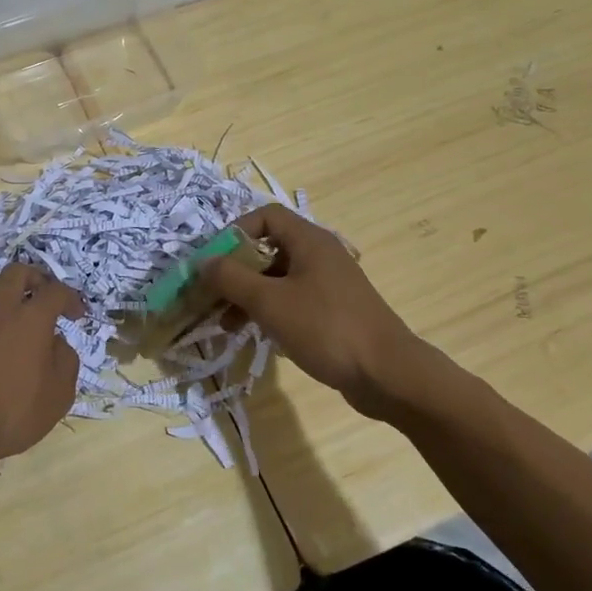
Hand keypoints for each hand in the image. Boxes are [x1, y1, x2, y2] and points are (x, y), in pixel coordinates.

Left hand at [0, 263, 83, 474]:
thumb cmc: (13, 415)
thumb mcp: (59, 395)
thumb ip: (66, 360)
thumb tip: (56, 342)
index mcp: (32, 319)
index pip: (56, 291)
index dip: (71, 298)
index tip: (76, 314)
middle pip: (16, 272)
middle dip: (34, 278)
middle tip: (40, 296)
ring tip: (4, 303)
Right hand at [200, 204, 444, 422]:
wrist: (388, 375)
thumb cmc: (326, 327)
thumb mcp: (269, 301)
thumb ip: (231, 278)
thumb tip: (203, 263)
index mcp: (309, 241)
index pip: (266, 216)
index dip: (236, 231)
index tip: (214, 260)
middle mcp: (320, 255)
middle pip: (268, 249)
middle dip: (236, 271)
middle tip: (211, 296)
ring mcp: (329, 285)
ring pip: (277, 279)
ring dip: (248, 296)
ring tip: (226, 325)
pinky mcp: (333, 312)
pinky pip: (292, 301)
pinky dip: (269, 312)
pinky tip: (255, 335)